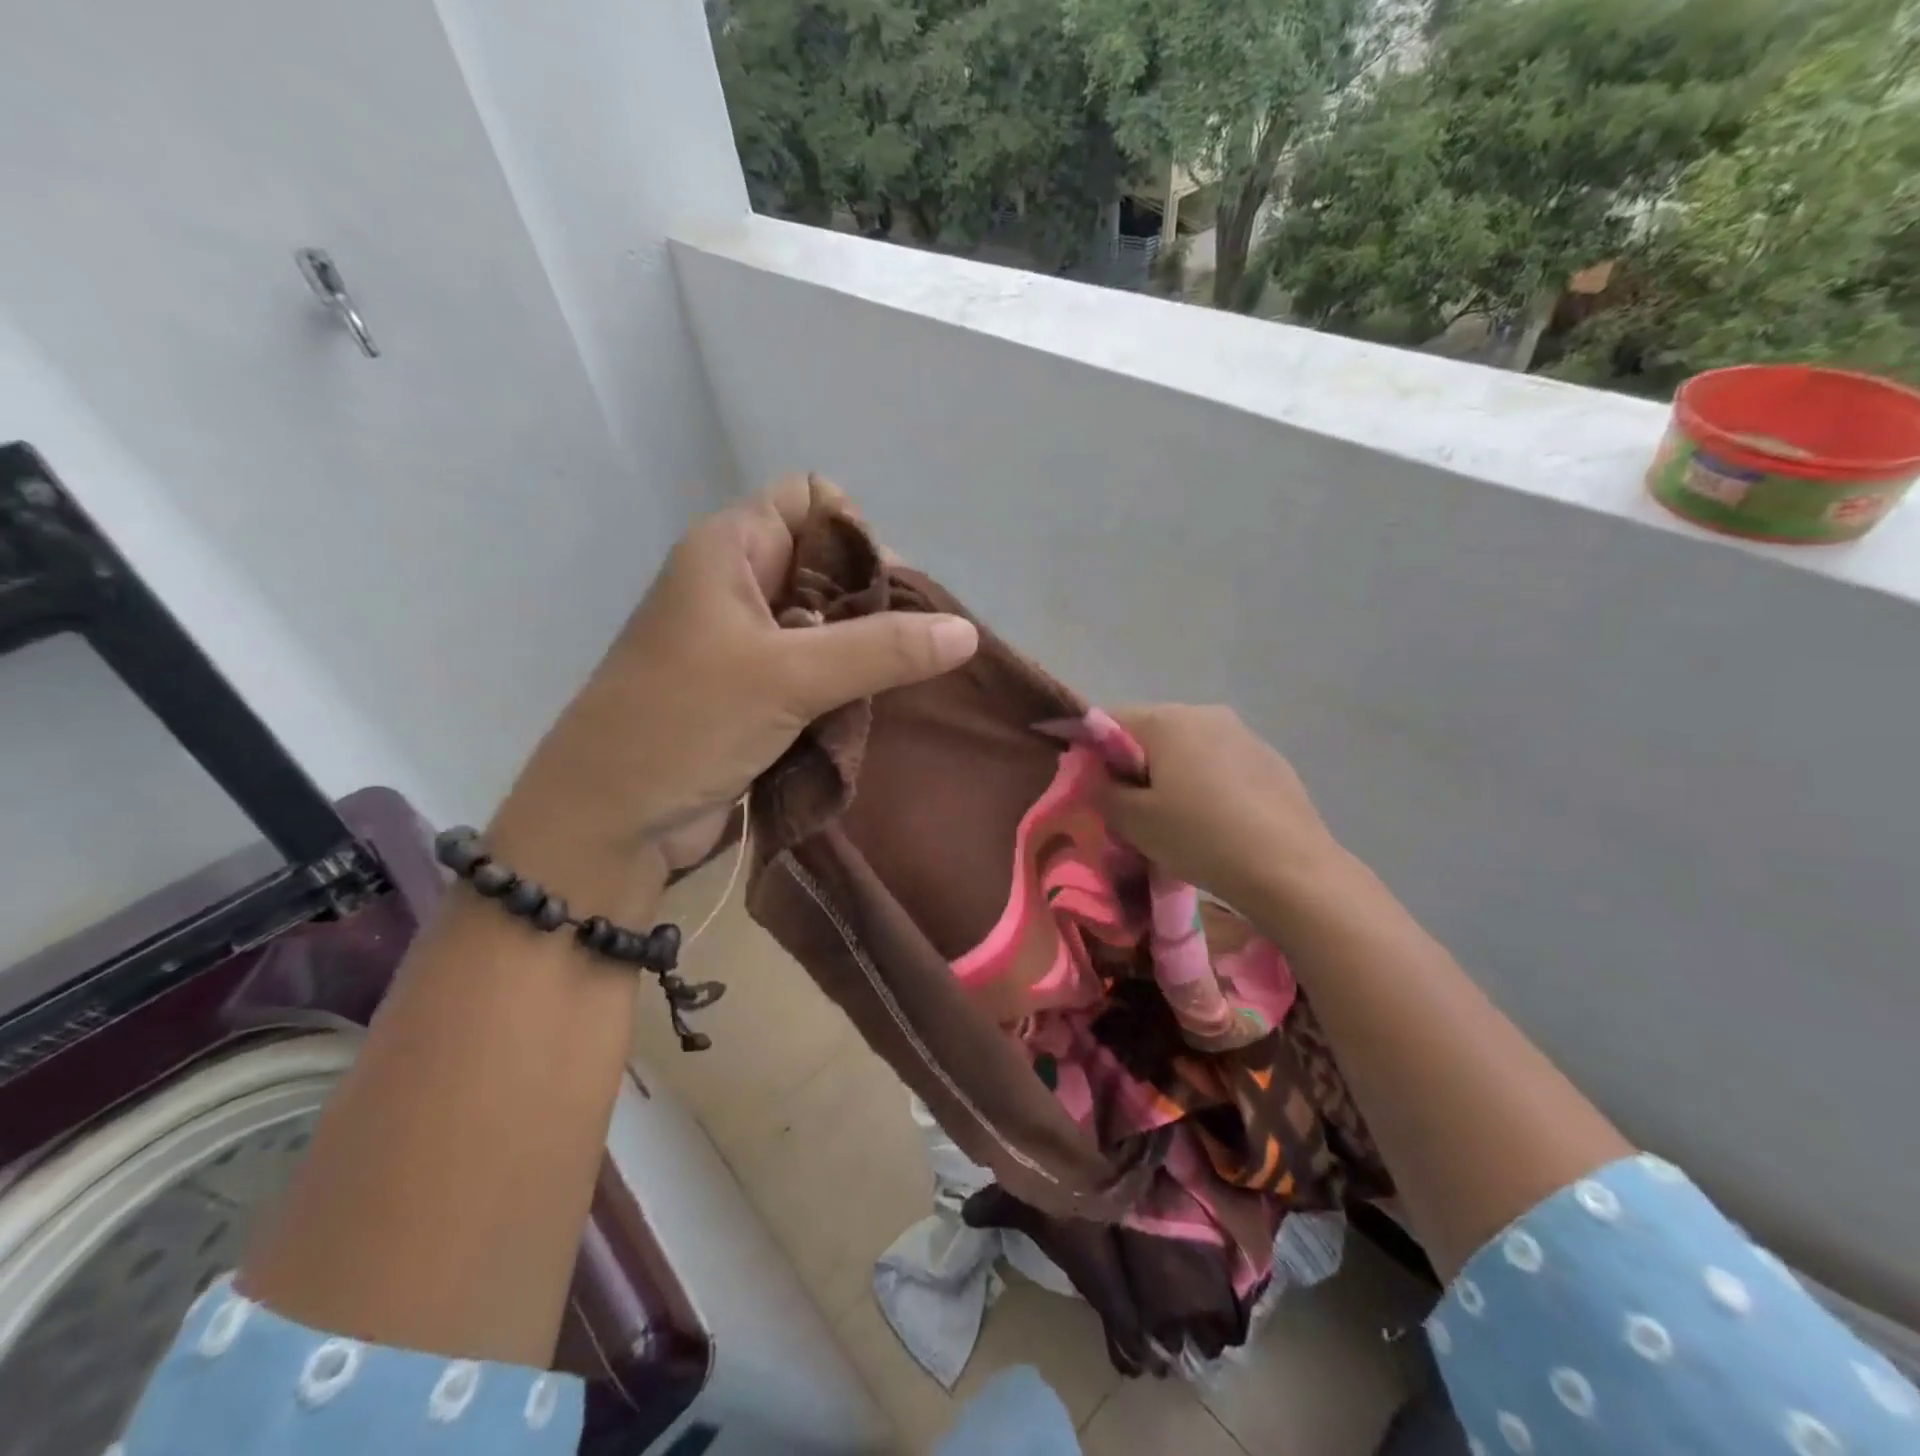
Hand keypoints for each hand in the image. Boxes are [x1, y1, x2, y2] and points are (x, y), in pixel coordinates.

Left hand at [489, 475, 977, 900]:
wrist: (610, 821)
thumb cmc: (685, 723)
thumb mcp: (789, 676)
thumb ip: (881, 649)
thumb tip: (967, 631)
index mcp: (729, 550)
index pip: (811, 499)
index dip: (855, 533)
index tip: (885, 594)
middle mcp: (737, 585)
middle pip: (827, 564)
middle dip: (872, 601)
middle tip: (905, 650)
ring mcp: (743, 643)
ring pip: (825, 624)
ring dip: (863, 653)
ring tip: (893, 688)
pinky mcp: (751, 694)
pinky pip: (815, 671)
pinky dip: (845, 687)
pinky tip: (868, 712)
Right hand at [1092, 705, 1342, 910]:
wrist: (1290, 869)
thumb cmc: (1200, 837)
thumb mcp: (1133, 820)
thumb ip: (1100, 790)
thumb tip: (1092, 774)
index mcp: (1167, 719)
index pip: (1107, 720)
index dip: (1088, 750)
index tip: (1088, 787)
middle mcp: (1205, 712)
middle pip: (1149, 731)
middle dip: (1132, 764)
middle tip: (1129, 809)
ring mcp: (1243, 733)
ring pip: (1187, 747)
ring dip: (1170, 773)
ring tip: (1174, 818)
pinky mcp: (1270, 758)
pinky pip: (1220, 762)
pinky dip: (1205, 782)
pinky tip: (1214, 820)